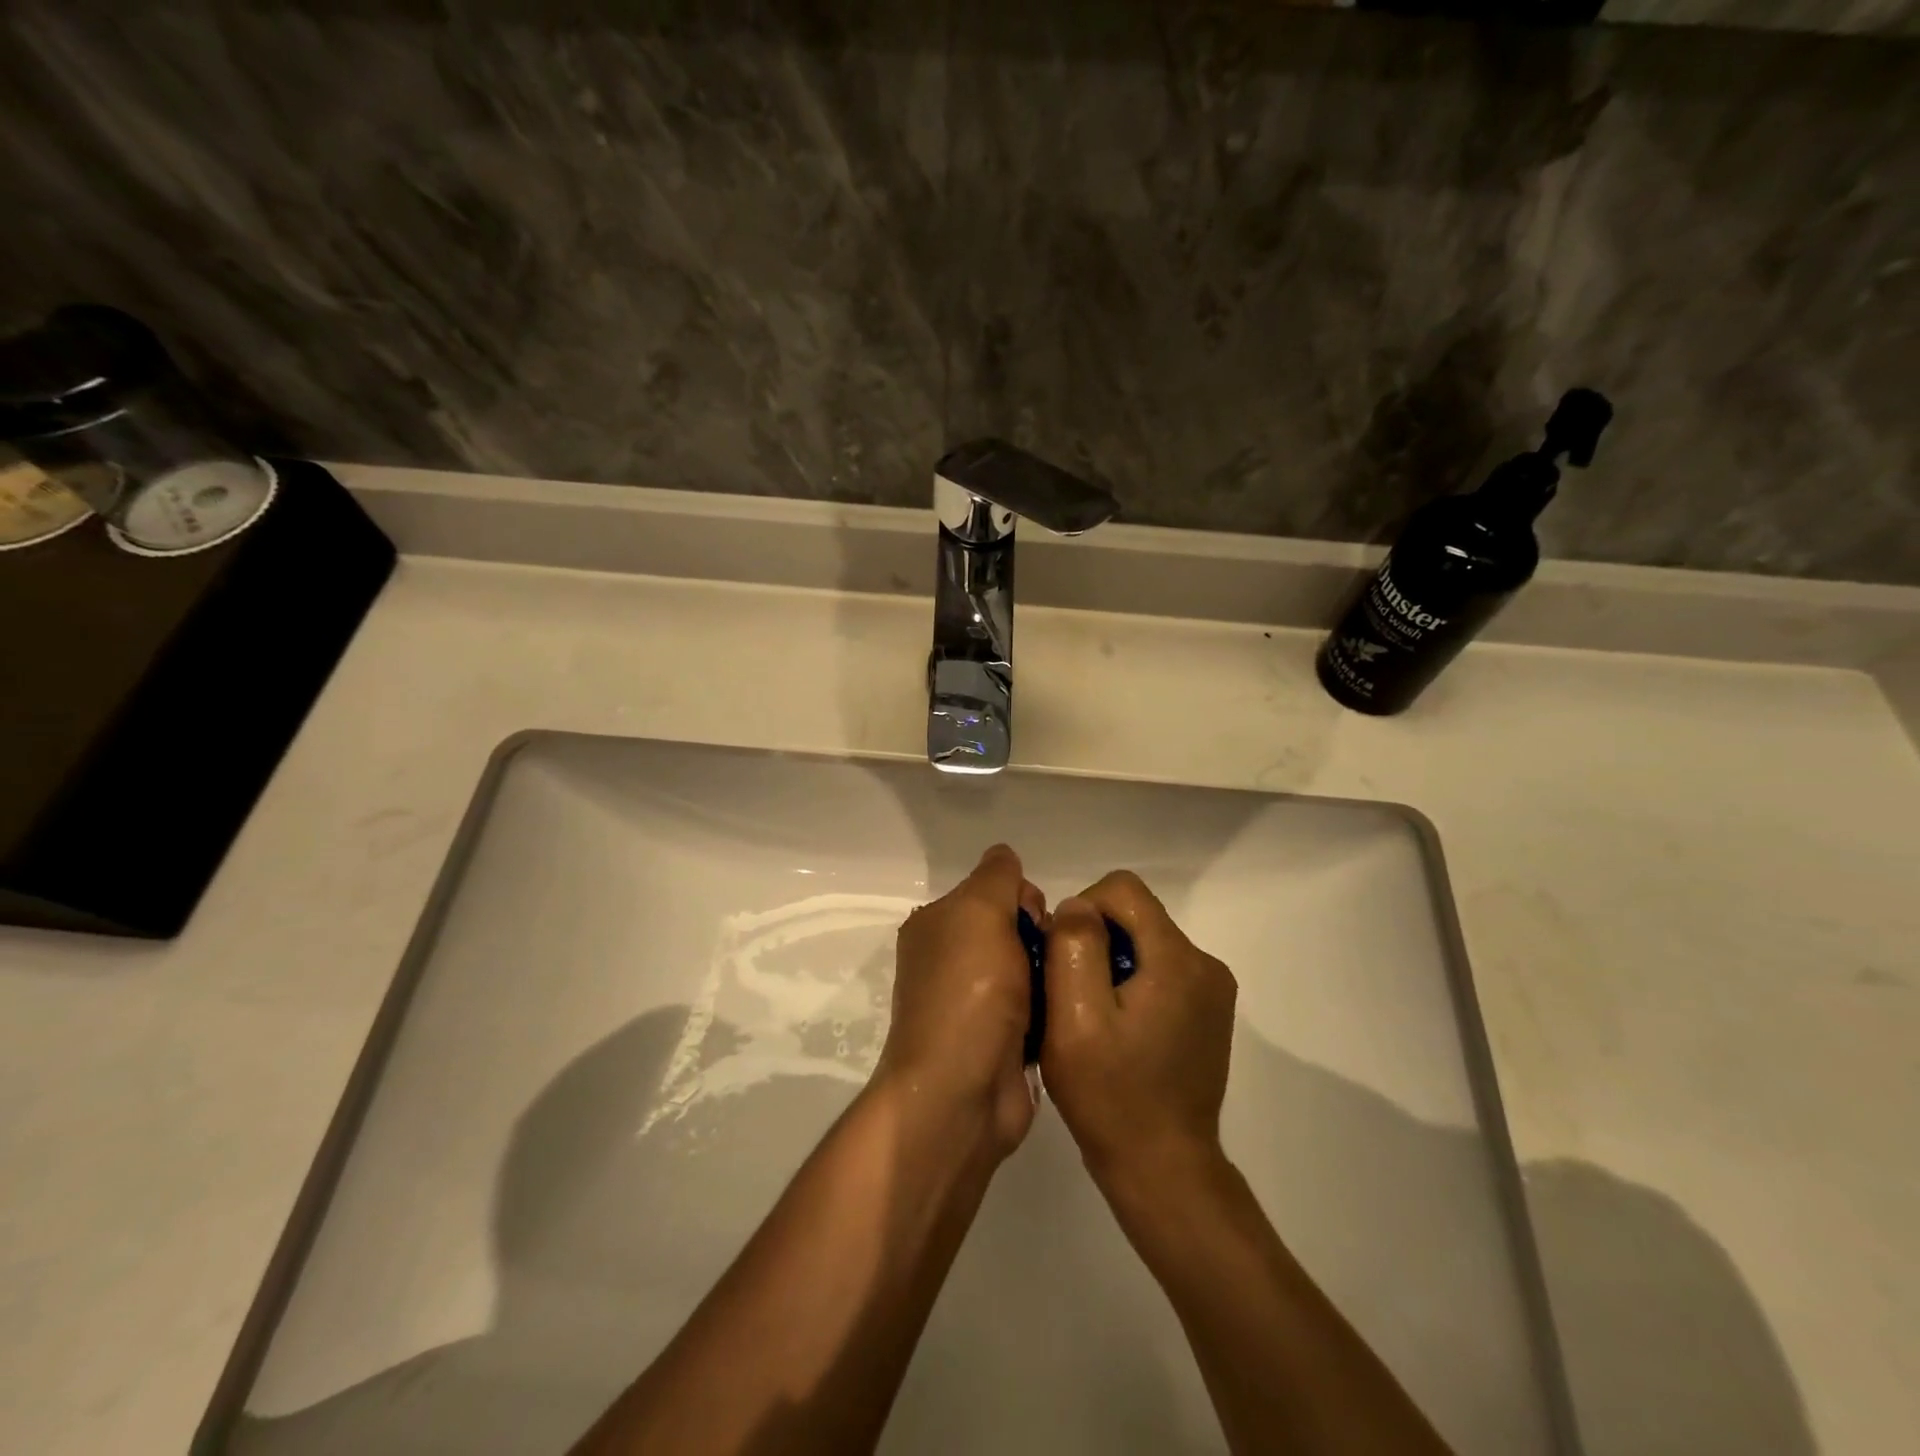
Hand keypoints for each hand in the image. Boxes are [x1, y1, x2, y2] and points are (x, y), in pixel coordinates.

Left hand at [876, 844, 1046, 1160]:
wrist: (961, 1093)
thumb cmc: (968, 992)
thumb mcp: (979, 911)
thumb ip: (996, 876)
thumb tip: (1005, 857)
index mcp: (936, 926)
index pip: (992, 889)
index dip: (1022, 898)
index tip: (1038, 920)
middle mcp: (949, 960)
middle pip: (1014, 928)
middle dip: (1042, 936)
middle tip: (1053, 959)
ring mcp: (973, 1004)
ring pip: (1029, 968)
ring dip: (1051, 974)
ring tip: (1066, 988)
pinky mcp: (999, 1041)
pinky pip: (1037, 1008)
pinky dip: (1052, 1008)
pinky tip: (1066, 1015)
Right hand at [1040, 871, 1237, 1201]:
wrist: (1163, 1169)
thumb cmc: (1112, 1095)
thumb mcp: (1075, 1018)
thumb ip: (1074, 946)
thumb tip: (1078, 907)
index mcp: (1177, 958)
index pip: (1122, 888)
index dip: (1083, 910)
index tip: (1064, 958)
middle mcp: (1204, 964)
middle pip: (1135, 915)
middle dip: (1095, 940)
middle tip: (1070, 995)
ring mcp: (1211, 991)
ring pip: (1144, 943)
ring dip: (1110, 964)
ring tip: (1091, 1017)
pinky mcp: (1207, 1013)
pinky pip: (1159, 971)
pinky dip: (1129, 985)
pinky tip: (1115, 1031)